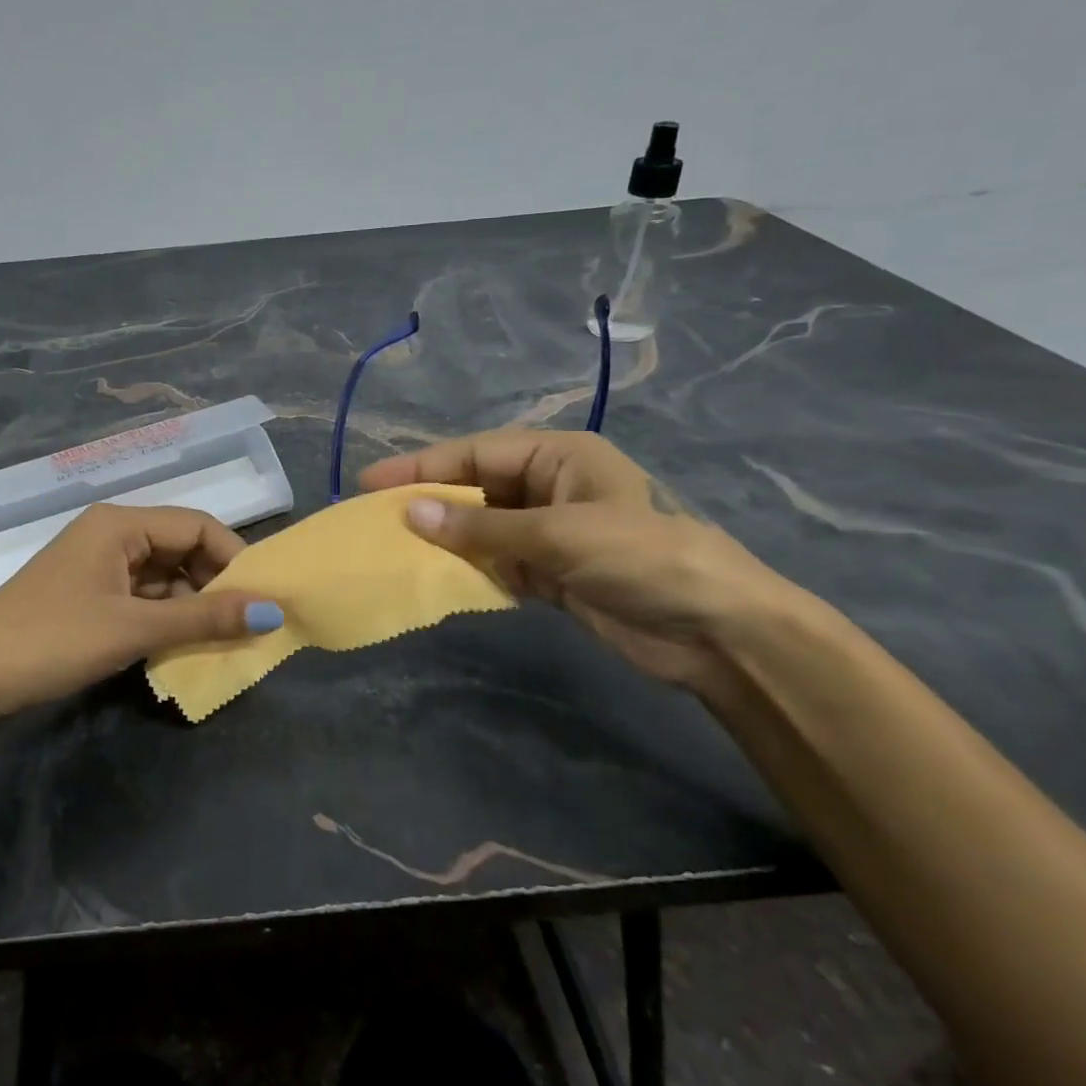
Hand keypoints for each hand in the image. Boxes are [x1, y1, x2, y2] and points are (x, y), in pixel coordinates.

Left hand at [0, 504, 282, 733]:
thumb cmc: (54, 639)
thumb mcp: (134, 628)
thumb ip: (204, 617)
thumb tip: (272, 612)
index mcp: (120, 523)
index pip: (197, 524)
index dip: (234, 558)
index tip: (262, 599)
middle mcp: (112, 533)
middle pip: (181, 547)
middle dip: (214, 583)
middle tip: (245, 624)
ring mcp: (98, 564)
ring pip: (163, 575)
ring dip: (191, 604)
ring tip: (220, 639)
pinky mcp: (89, 593)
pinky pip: (142, 595)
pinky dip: (164, 616)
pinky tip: (181, 644)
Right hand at [361, 429, 804, 698]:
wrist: (715, 631)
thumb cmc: (642, 559)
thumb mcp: (558, 535)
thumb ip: (481, 527)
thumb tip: (410, 515)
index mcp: (558, 457)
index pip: (475, 454)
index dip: (421, 467)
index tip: (370, 483)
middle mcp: (549, 487)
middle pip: (474, 488)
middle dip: (428, 502)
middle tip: (373, 518)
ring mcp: (549, 532)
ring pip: (480, 528)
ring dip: (443, 539)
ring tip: (392, 548)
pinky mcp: (551, 573)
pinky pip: (495, 562)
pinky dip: (467, 569)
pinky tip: (434, 577)